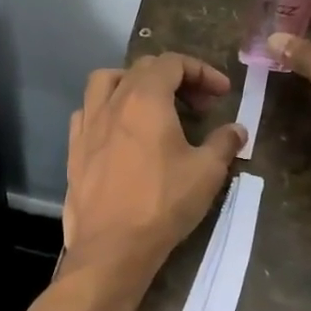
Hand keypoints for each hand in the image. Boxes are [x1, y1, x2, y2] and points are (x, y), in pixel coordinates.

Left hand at [63, 53, 247, 280]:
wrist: (112, 246)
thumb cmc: (163, 204)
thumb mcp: (206, 173)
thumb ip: (224, 143)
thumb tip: (237, 130)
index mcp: (145, 99)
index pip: (172, 63)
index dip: (201, 71)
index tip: (221, 94)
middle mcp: (111, 103)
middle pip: (141, 69)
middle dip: (174, 78)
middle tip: (198, 105)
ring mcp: (87, 125)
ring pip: (105, 82)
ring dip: (132, 84)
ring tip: (152, 106)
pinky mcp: (73, 150)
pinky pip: (87, 113)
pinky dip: (106, 110)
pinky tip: (120, 132)